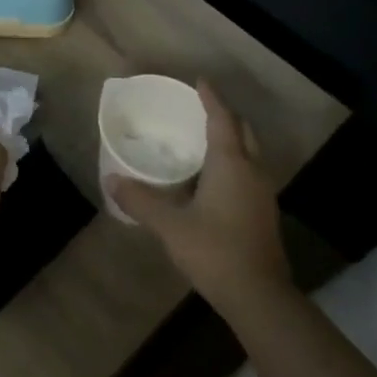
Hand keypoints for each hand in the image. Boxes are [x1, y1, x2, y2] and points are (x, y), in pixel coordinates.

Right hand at [108, 82, 291, 317]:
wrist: (258, 295)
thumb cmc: (214, 250)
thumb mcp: (170, 225)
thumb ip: (141, 201)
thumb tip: (112, 180)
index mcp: (231, 164)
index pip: (222, 119)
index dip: (211, 98)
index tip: (200, 81)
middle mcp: (252, 171)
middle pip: (243, 131)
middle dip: (225, 116)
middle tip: (202, 109)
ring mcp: (263, 193)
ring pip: (250, 153)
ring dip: (232, 140)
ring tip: (205, 140)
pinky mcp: (264, 213)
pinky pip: (249, 173)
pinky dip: (234, 163)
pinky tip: (214, 179)